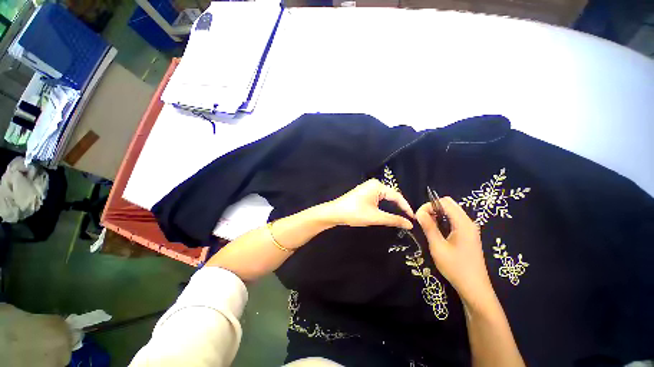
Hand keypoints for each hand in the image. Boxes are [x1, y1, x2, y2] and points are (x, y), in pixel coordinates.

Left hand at [324, 179, 414, 229]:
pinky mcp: (364, 193)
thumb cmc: (355, 213)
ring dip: (392, 206)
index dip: (406, 207)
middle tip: (408, 218)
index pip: (397, 196)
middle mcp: (374, 184)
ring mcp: (368, 188)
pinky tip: (388, 212)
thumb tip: (410, 224)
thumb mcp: (375, 217)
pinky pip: (378, 198)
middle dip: (399, 206)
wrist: (335, 213)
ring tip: (401, 216)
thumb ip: (394, 220)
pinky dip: (384, 205)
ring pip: (385, 197)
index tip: (413, 218)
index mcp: (377, 186)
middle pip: (391, 195)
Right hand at [416, 197, 494, 305]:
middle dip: (432, 208)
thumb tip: (418, 212)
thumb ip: (429, 227)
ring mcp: (470, 228)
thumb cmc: (455, 267)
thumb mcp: (438, 247)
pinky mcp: (468, 234)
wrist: (474, 288)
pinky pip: (454, 220)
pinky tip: (437, 231)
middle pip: (449, 204)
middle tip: (422, 220)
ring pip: (451, 211)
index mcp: (463, 223)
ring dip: (437, 214)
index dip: (429, 205)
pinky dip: (443, 220)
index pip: (444, 202)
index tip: (418, 216)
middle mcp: (468, 222)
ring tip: (427, 226)